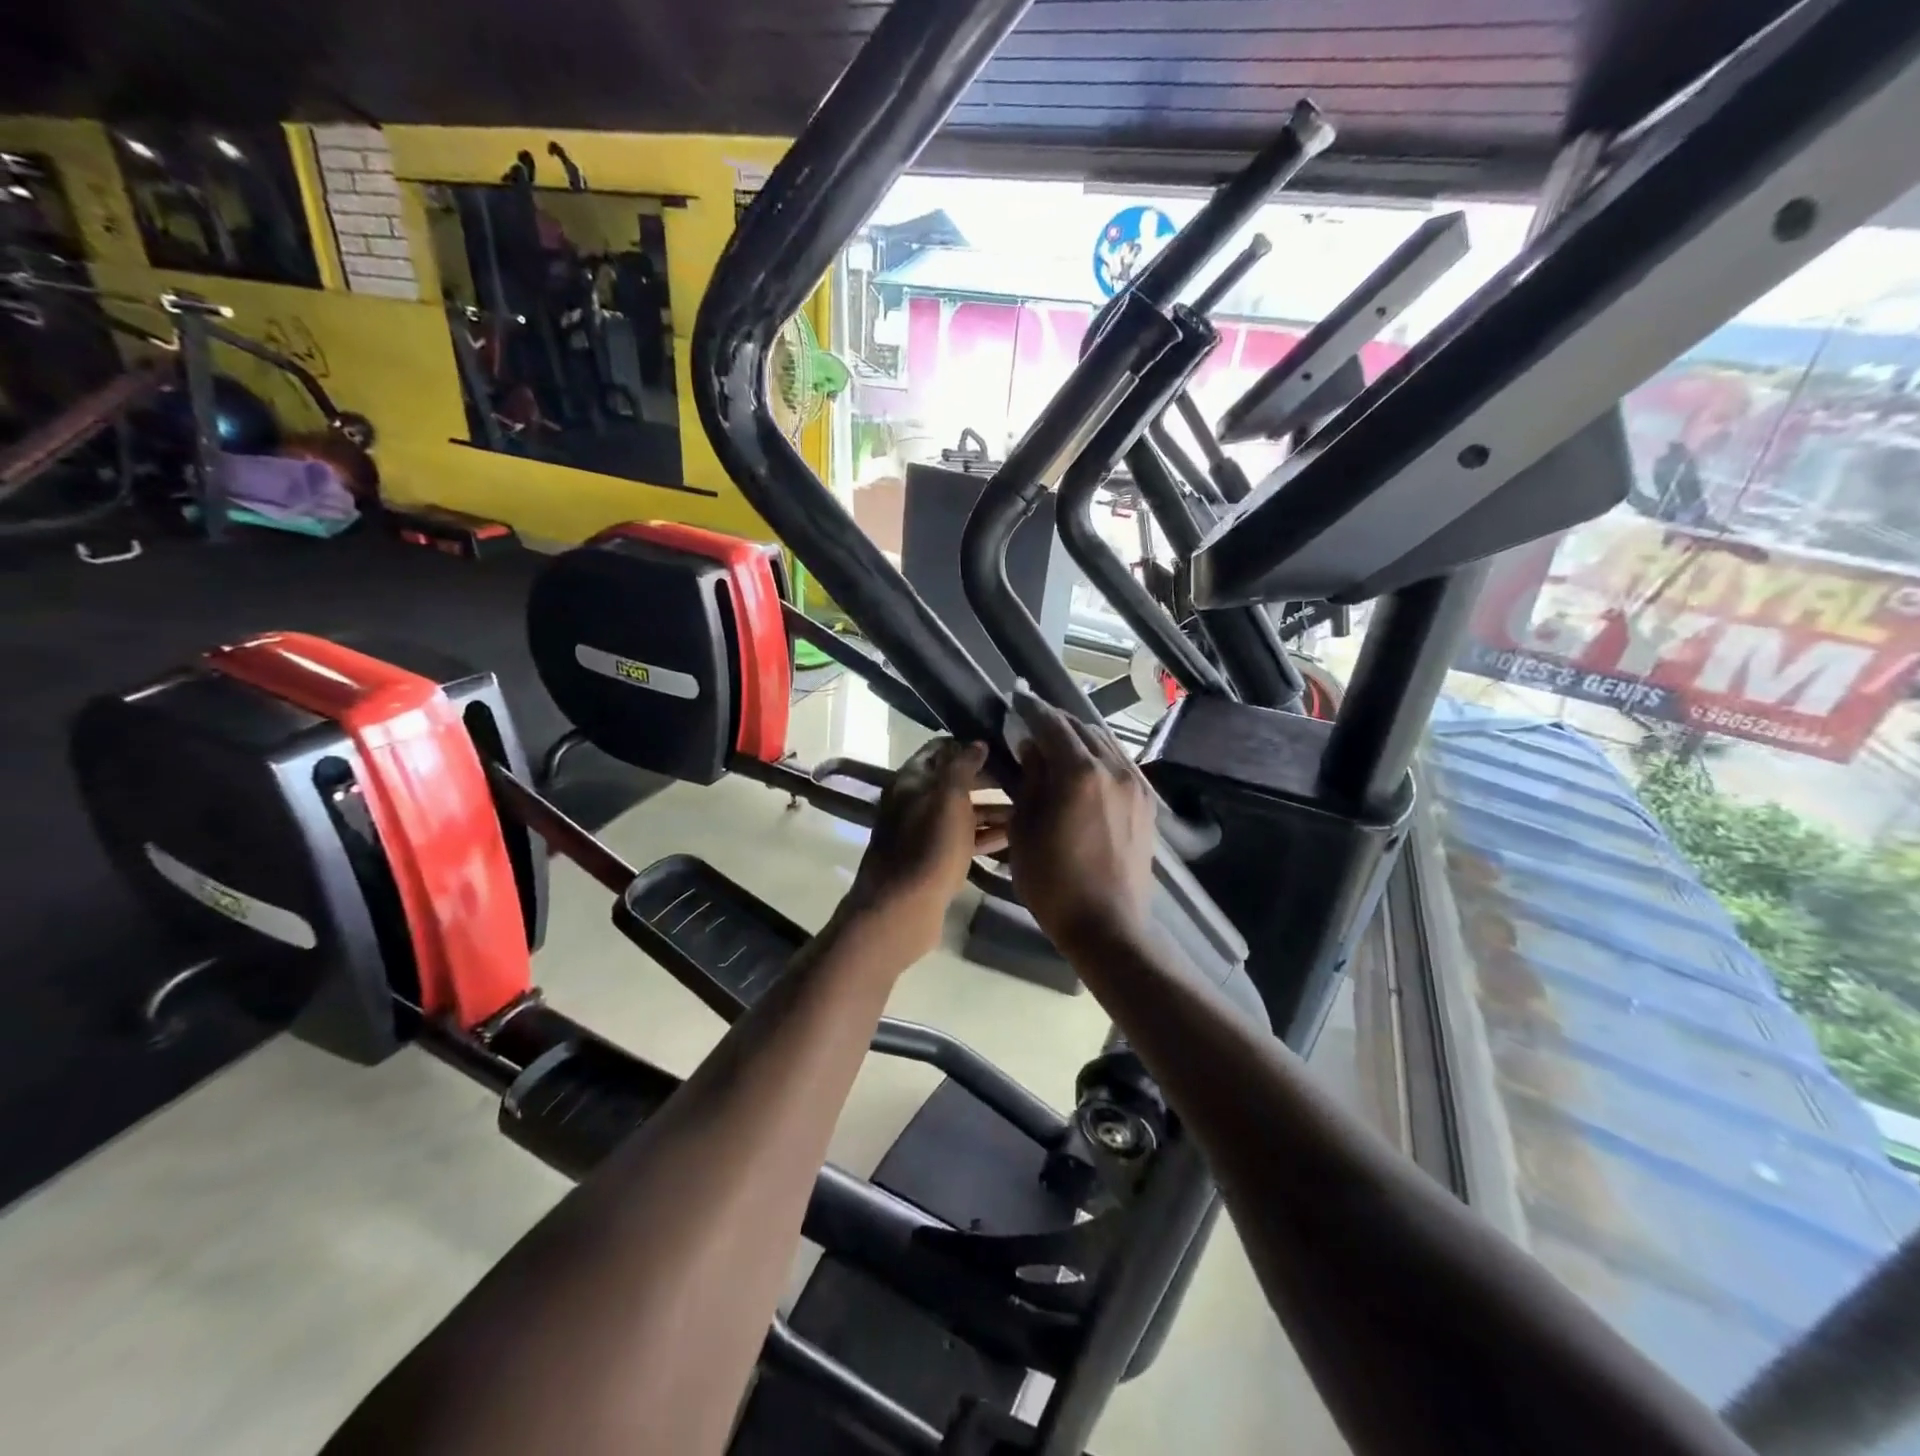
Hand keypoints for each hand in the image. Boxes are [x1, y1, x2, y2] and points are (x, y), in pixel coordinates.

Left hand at [843, 738, 1007, 964]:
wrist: (902, 909)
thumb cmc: (928, 846)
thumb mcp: (949, 797)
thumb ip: (963, 766)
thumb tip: (977, 742)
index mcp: (912, 780)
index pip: (941, 748)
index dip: (970, 745)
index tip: (1005, 745)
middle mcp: (915, 801)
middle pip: (955, 781)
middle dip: (989, 779)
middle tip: (1027, 778)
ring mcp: (924, 832)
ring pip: (963, 812)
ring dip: (993, 809)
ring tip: (1031, 808)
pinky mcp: (934, 859)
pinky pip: (964, 839)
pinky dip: (986, 835)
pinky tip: (1016, 836)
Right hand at [1007, 691, 1156, 956]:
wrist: (1107, 924)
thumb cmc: (1053, 881)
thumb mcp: (1025, 829)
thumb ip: (1030, 781)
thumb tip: (1032, 748)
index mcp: (1079, 772)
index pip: (1052, 724)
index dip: (1032, 708)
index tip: (1017, 697)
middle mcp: (1113, 768)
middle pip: (1081, 728)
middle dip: (1055, 720)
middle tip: (1032, 719)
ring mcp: (1135, 784)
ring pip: (1104, 743)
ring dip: (1079, 736)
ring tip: (1057, 740)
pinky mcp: (1146, 802)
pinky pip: (1120, 763)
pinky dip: (1098, 755)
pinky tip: (1085, 765)